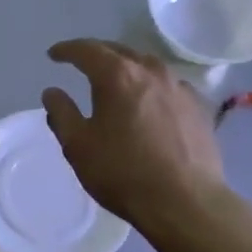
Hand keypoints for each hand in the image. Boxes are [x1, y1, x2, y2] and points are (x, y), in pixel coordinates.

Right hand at [41, 39, 223, 226]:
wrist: (186, 202)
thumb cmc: (123, 173)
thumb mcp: (78, 146)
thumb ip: (61, 113)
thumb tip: (52, 92)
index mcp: (118, 75)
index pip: (87, 50)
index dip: (67, 50)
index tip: (54, 55)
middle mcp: (151, 71)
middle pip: (119, 51)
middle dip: (97, 54)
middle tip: (82, 63)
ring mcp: (179, 88)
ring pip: (147, 65)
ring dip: (127, 67)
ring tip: (115, 80)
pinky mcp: (199, 107)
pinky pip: (168, 85)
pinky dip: (151, 86)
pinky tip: (149, 103)